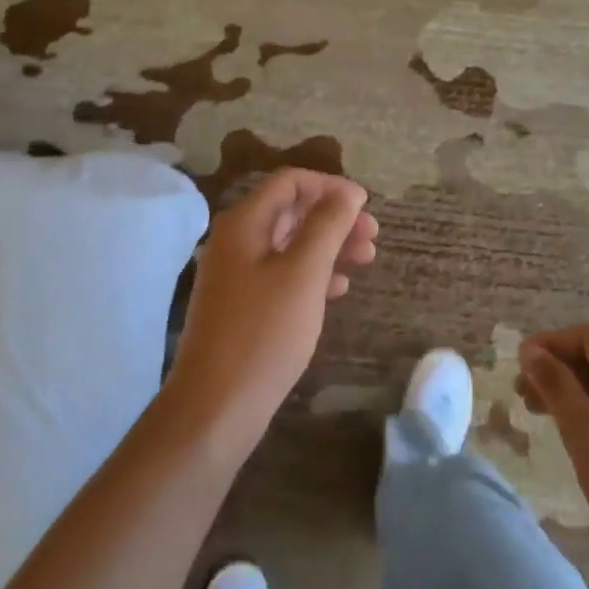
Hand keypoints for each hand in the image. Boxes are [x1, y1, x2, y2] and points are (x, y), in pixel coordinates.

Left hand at [164, 169, 375, 452]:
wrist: (216, 406)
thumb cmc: (263, 333)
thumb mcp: (303, 273)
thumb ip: (327, 226)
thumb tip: (347, 192)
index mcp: (244, 223)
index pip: (289, 182)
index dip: (330, 186)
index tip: (365, 206)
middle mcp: (236, 240)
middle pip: (291, 212)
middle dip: (334, 218)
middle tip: (373, 237)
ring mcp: (236, 274)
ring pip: (289, 244)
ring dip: (328, 246)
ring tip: (366, 260)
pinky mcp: (242, 305)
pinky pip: (282, 274)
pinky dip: (312, 274)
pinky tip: (338, 289)